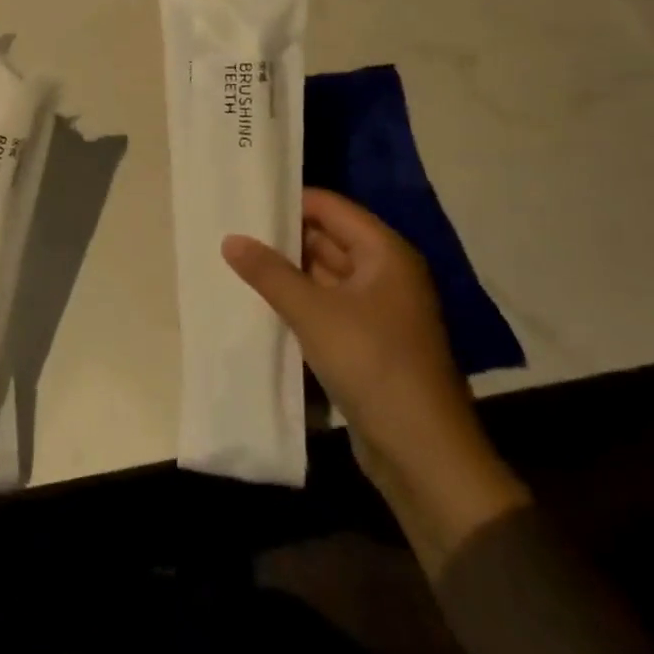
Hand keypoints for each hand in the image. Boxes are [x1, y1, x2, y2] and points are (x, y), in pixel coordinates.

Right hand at [223, 190, 527, 559]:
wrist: (423, 453)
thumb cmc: (372, 365)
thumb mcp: (313, 313)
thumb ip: (269, 273)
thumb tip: (231, 239)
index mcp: (385, 253)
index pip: (330, 207)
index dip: (288, 202)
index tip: (243, 201)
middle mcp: (386, 273)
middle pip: (327, 238)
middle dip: (282, 237)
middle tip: (230, 230)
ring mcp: (379, 309)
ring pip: (324, 275)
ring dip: (287, 272)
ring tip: (235, 262)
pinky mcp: (369, 341)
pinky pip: (327, 306)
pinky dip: (298, 302)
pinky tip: (260, 302)